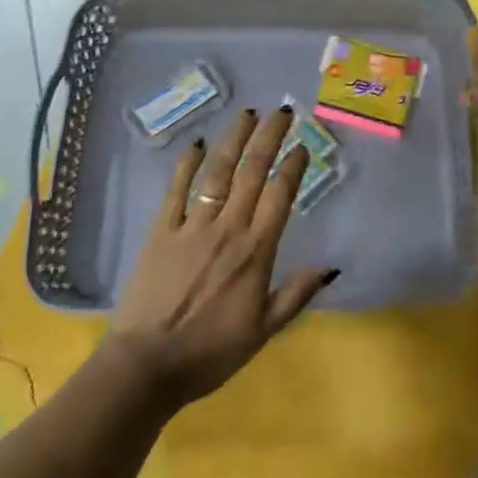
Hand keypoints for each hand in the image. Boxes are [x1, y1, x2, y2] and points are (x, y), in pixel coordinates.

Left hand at [108, 107, 337, 408]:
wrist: (147, 366)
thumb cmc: (210, 353)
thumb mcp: (263, 332)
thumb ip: (295, 295)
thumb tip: (330, 267)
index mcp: (255, 252)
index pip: (280, 196)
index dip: (293, 167)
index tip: (302, 145)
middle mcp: (227, 228)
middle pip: (252, 172)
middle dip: (269, 138)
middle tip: (282, 112)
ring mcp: (192, 226)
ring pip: (218, 173)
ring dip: (234, 140)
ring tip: (248, 114)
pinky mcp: (161, 231)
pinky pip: (176, 190)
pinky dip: (187, 165)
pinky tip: (198, 144)